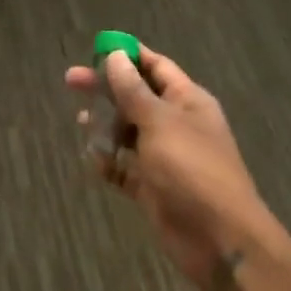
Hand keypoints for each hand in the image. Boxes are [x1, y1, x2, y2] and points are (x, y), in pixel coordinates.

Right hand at [66, 45, 286, 290]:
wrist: (220, 240)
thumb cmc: (192, 170)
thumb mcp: (160, 123)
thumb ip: (133, 91)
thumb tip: (115, 56)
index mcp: (187, 102)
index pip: (156, 67)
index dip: (127, 56)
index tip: (95, 49)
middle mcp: (176, 125)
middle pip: (136, 97)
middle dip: (106, 89)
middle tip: (71, 81)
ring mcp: (164, 157)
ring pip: (128, 132)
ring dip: (105, 126)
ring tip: (82, 122)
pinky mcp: (153, 187)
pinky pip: (125, 167)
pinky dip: (109, 162)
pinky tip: (93, 160)